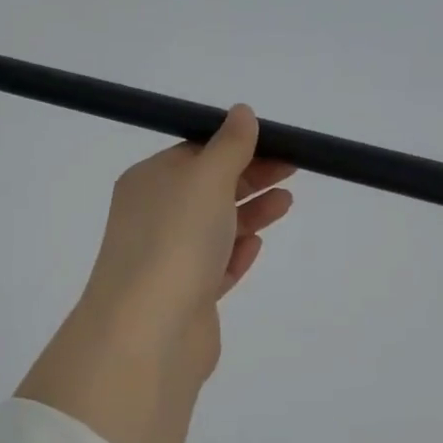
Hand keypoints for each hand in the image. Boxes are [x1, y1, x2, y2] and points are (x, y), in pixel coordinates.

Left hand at [78, 105, 295, 385]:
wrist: (150, 330)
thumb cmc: (177, 240)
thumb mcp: (206, 178)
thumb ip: (229, 146)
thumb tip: (241, 112)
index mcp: (149, 182)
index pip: (195, 153)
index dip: (236, 146)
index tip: (277, 144)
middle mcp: (154, 217)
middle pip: (208, 189)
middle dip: (250, 177)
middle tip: (292, 170)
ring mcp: (169, 260)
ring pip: (215, 228)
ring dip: (250, 213)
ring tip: (286, 203)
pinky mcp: (187, 296)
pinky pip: (215, 267)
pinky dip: (235, 253)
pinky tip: (256, 245)